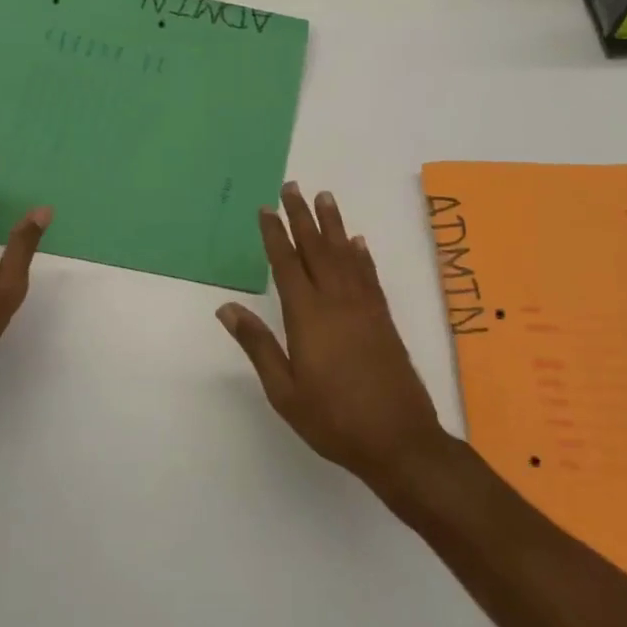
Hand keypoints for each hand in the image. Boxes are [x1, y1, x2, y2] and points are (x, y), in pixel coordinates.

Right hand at [217, 183, 447, 490]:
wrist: (399, 440)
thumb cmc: (333, 419)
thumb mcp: (284, 391)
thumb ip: (257, 345)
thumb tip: (227, 308)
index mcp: (308, 316)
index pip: (287, 264)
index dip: (275, 234)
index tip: (266, 208)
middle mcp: (337, 301)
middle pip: (316, 248)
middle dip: (302, 216)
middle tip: (292, 186)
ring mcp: (364, 307)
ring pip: (345, 254)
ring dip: (333, 224)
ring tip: (325, 197)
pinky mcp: (383, 318)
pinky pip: (369, 275)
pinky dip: (361, 255)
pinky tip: (357, 242)